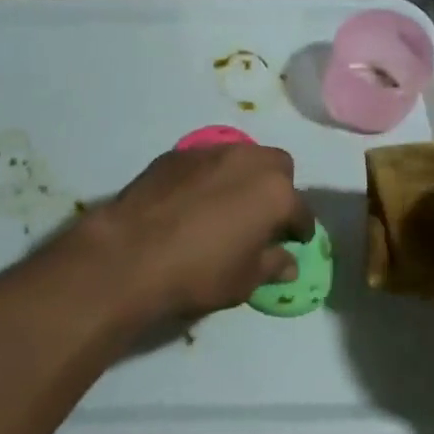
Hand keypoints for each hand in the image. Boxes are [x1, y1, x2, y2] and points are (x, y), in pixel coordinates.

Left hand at [79, 145, 314, 325]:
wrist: (133, 251)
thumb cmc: (199, 272)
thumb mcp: (244, 281)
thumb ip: (271, 265)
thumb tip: (287, 261)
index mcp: (274, 192)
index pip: (300, 210)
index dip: (299, 229)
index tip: (293, 242)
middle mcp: (247, 161)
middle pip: (277, 166)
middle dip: (277, 188)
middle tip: (263, 217)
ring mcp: (210, 151)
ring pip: (241, 156)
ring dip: (243, 177)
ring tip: (229, 205)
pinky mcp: (177, 153)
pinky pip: (206, 160)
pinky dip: (210, 176)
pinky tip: (194, 200)